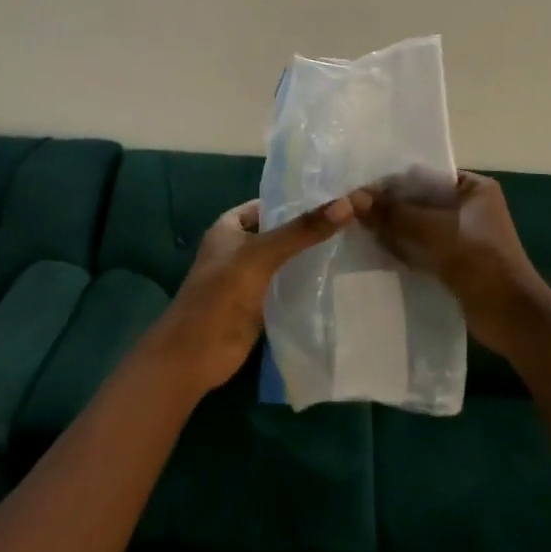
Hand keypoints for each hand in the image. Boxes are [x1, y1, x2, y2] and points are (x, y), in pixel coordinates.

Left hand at [152, 194, 366, 393]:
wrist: (195, 355)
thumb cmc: (222, 294)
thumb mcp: (262, 254)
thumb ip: (302, 231)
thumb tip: (347, 203)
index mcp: (229, 227)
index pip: (270, 203)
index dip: (299, 199)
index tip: (337, 196)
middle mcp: (239, 248)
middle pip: (280, 232)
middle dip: (310, 229)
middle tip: (354, 219)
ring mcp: (249, 278)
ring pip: (286, 260)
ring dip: (311, 256)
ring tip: (355, 244)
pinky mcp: (260, 305)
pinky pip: (288, 286)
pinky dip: (307, 283)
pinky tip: (338, 278)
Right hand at [358, 171, 548, 355]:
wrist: (513, 318)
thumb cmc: (480, 261)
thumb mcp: (435, 231)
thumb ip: (395, 214)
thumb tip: (353, 199)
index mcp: (474, 187)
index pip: (426, 175)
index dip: (393, 181)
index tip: (360, 188)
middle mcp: (470, 206)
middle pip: (421, 200)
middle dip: (390, 206)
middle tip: (352, 208)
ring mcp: (464, 235)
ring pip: (420, 225)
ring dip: (394, 228)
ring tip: (357, 227)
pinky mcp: (456, 260)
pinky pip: (423, 246)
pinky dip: (404, 247)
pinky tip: (376, 249)